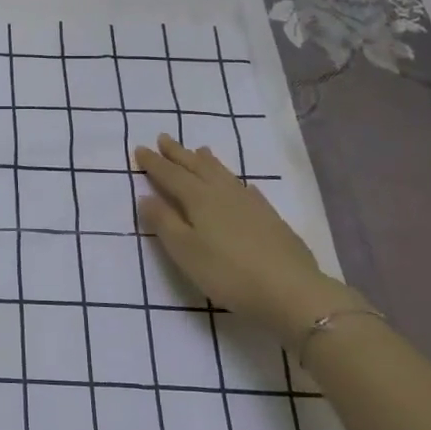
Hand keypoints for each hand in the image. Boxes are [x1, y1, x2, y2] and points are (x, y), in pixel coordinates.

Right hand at [133, 134, 364, 343]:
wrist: (291, 291)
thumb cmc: (228, 273)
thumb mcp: (185, 251)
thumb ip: (164, 222)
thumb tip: (145, 197)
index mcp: (199, 200)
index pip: (171, 175)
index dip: (154, 163)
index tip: (139, 149)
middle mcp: (223, 193)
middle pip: (197, 167)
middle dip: (178, 154)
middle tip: (164, 138)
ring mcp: (250, 204)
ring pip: (223, 174)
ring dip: (207, 161)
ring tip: (199, 150)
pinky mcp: (270, 218)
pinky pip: (246, 189)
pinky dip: (236, 182)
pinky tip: (241, 185)